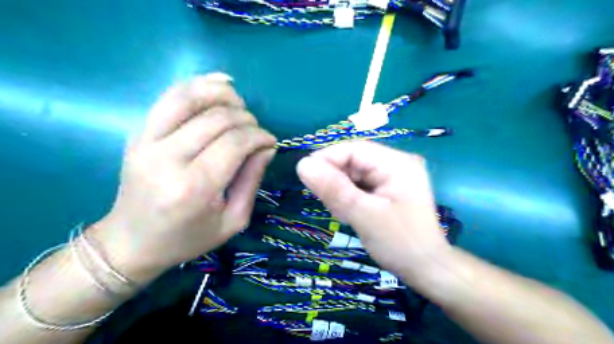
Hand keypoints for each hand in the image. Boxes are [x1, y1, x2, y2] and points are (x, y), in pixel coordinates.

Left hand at [90, 72, 275, 282]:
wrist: (132, 242)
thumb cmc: (188, 238)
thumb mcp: (233, 219)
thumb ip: (252, 180)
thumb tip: (267, 147)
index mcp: (194, 187)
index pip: (235, 142)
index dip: (259, 135)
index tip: (271, 141)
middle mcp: (168, 159)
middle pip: (217, 119)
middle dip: (247, 119)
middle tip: (257, 131)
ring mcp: (147, 142)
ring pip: (189, 98)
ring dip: (222, 94)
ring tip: (240, 104)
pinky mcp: (138, 134)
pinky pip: (169, 98)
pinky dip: (197, 85)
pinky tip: (219, 85)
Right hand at [297, 141, 449, 285]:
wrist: (426, 269)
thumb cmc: (399, 243)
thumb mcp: (363, 215)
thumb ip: (334, 189)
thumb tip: (302, 164)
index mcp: (396, 163)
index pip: (353, 149)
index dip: (327, 158)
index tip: (306, 175)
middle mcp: (395, 164)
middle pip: (353, 161)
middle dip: (336, 181)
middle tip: (329, 205)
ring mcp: (392, 177)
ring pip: (353, 175)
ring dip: (341, 192)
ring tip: (345, 215)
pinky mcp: (386, 190)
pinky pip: (359, 186)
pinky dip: (349, 199)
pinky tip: (351, 215)